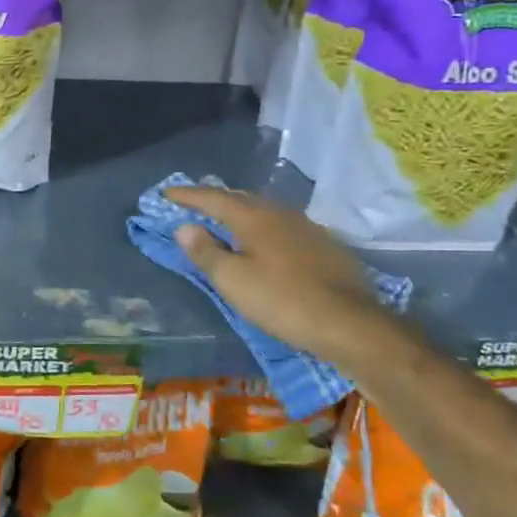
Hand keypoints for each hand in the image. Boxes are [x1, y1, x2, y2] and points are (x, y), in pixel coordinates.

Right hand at [165, 185, 387, 361]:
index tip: (167, 193)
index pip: (212, 198)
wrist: (350, 323)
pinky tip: (263, 242)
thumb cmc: (282, 300)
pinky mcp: (323, 245)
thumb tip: (185, 227)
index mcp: (253, 216)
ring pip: (264, 212)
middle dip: (214, 200)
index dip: (188, 196)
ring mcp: (306, 227)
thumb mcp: (233, 281)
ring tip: (224, 220)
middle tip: (194, 203)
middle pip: (240, 199)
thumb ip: (206, 252)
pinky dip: (262, 228)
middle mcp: (280, 212)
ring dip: (240, 213)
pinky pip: (281, 227)